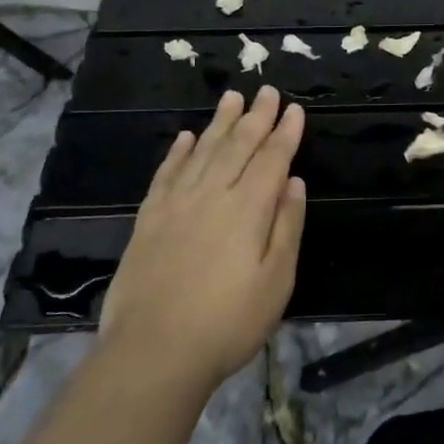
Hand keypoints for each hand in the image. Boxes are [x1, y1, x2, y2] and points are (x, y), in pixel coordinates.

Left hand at [99, 87, 306, 387]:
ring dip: (220, 122)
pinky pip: (167, 173)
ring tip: (232, 97)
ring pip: (203, 151)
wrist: (153, 352)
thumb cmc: (228, 322)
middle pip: (238, 145)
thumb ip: (287, 226)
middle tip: (267, 91)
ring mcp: (176, 205)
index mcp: (248, 209)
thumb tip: (294, 181)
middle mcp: (212, 195)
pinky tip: (187, 137)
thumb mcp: (277, 281)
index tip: (295, 109)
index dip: (285, 133)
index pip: (271, 159)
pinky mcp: (149, 220)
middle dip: (256, 116)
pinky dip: (179, 152)